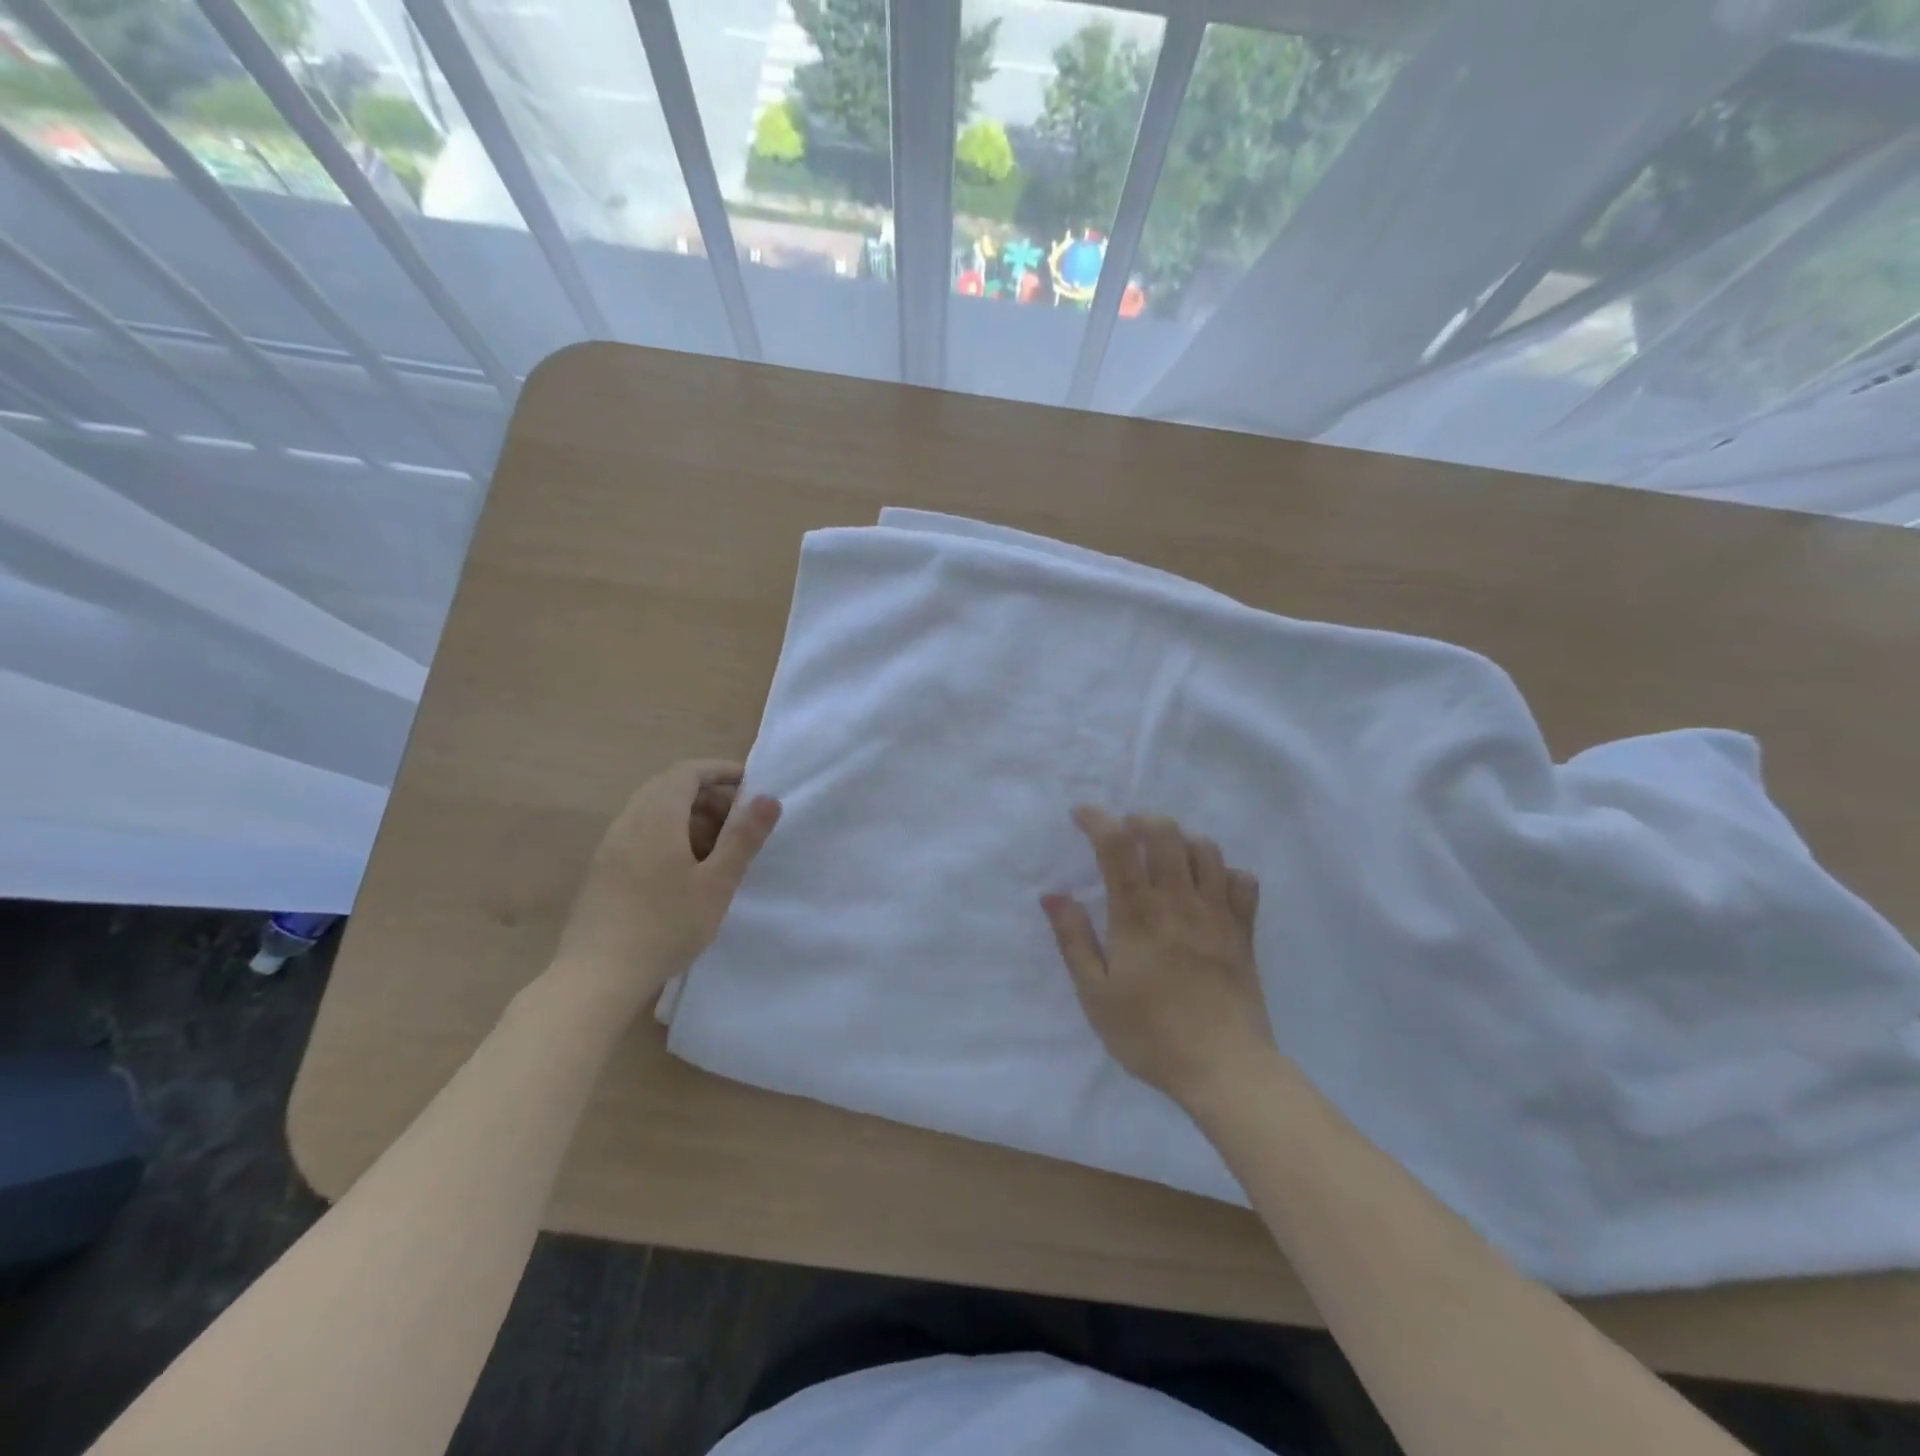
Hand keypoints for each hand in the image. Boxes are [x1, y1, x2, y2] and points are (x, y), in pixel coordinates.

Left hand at [552, 759, 780, 1007]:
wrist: (596, 977)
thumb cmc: (665, 926)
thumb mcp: (716, 883)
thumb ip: (743, 837)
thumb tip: (768, 798)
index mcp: (656, 817)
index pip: (688, 772)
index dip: (721, 771)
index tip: (752, 785)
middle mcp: (629, 822)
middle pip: (670, 787)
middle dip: (709, 795)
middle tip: (740, 821)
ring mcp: (611, 846)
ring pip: (654, 811)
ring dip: (689, 817)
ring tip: (717, 848)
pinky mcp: (603, 870)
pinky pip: (641, 833)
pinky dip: (669, 835)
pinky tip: (685, 871)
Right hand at [1043, 807, 1273, 1108]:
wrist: (1224, 1068)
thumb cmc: (1150, 1034)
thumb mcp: (1096, 994)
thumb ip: (1073, 939)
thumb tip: (1053, 895)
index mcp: (1137, 914)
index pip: (1117, 845)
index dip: (1097, 819)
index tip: (1081, 815)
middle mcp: (1179, 901)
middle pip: (1166, 833)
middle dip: (1141, 819)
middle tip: (1125, 833)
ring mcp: (1217, 914)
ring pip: (1206, 849)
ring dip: (1181, 840)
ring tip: (1165, 855)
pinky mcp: (1244, 932)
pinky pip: (1243, 882)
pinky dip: (1225, 872)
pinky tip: (1209, 886)